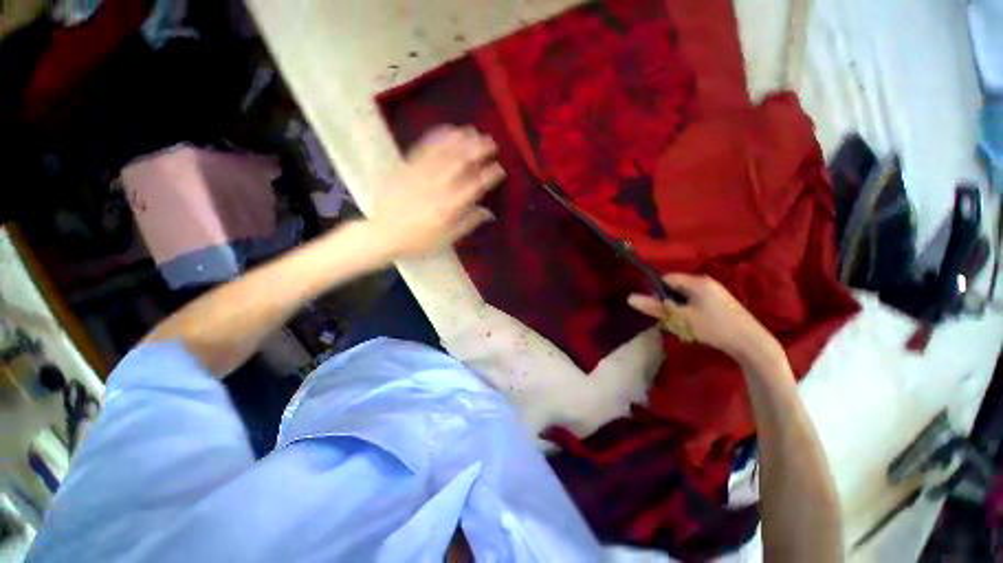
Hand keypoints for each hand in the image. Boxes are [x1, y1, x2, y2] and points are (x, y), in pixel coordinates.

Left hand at [368, 125, 505, 258]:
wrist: (383, 234)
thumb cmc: (418, 240)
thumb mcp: (447, 239)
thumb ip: (468, 223)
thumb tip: (489, 213)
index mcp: (449, 207)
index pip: (474, 186)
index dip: (489, 175)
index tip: (500, 168)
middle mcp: (437, 187)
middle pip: (461, 163)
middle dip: (478, 150)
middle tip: (491, 142)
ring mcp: (421, 175)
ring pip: (444, 152)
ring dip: (460, 140)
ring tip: (473, 132)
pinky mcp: (407, 167)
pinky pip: (424, 149)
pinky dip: (437, 137)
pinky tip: (448, 129)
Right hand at [627, 273, 782, 364]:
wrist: (751, 343)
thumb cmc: (713, 328)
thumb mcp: (680, 319)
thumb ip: (654, 307)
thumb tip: (629, 297)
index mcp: (696, 281)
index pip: (666, 278)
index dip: (657, 292)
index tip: (658, 308)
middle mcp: (705, 281)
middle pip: (676, 286)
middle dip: (668, 301)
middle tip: (670, 318)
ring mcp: (715, 290)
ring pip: (686, 295)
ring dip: (679, 307)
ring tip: (683, 323)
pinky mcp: (722, 300)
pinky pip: (696, 299)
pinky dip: (690, 310)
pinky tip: (696, 324)